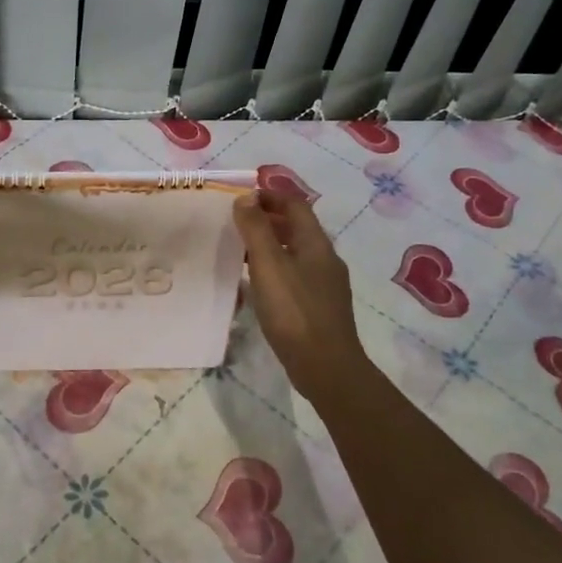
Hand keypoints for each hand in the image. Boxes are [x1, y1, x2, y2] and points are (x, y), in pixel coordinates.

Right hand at [233, 190, 368, 398]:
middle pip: (296, 227)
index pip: (295, 204)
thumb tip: (246, 197)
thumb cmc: (295, 311)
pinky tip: (257, 285)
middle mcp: (325, 258)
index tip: (241, 197)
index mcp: (316, 243)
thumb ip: (256, 229)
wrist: (326, 367)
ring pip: (295, 252)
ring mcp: (325, 284)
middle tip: (235, 223)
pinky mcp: (319, 307)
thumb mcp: (268, 265)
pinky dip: (275, 269)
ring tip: (240, 251)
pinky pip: (295, 275)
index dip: (269, 195)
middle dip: (267, 219)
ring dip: (270, 245)